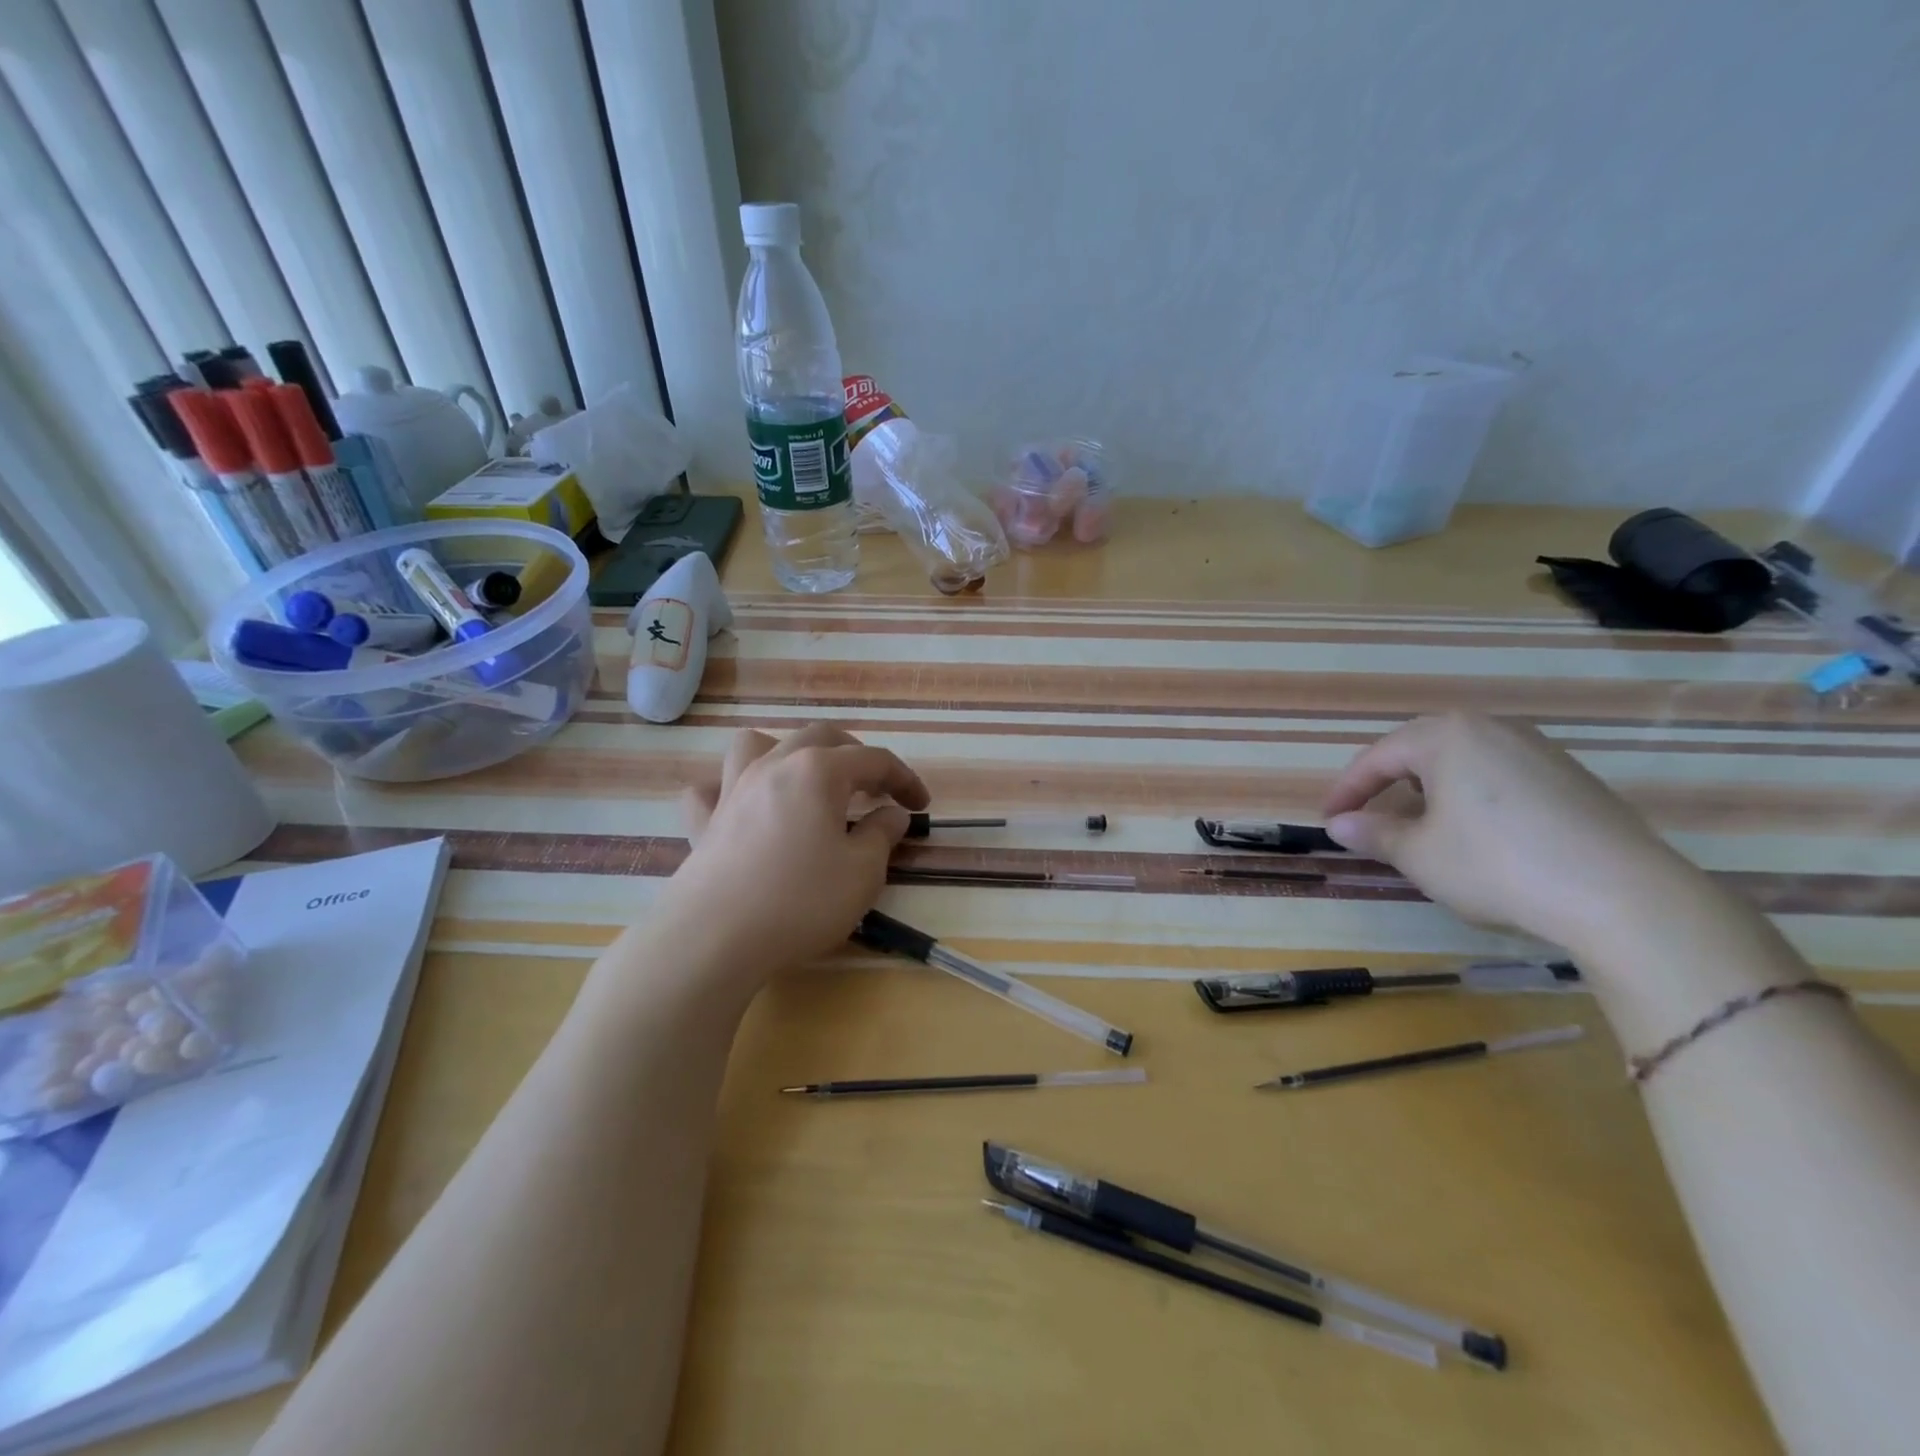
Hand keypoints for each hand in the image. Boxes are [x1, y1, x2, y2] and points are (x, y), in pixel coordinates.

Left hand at [664, 724, 929, 976]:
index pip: (874, 759)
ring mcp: (732, 790)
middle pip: (820, 738)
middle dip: (855, 755)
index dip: (904, 778)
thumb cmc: (801, 900)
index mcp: (818, 771)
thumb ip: (882, 834)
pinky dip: (728, 790)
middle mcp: (774, 766)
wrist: (715, 937)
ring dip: (786, 752)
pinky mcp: (703, 822)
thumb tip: (891, 814)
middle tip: (875, 788)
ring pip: (756, 744)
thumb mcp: (862, 872)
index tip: (921, 805)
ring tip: (803, 780)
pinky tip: (742, 808)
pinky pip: (711, 790)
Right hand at [1321, 712, 1702, 950]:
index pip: (1378, 757)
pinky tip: (1477, 836)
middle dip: (1388, 787)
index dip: (1347, 790)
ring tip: (1419, 829)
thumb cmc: (1496, 864)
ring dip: (1430, 793)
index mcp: (1448, 736)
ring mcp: (1539, 750)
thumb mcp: (1419, 855)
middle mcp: (1493, 729)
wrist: (1623, 896)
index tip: (1327, 820)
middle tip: (1368, 819)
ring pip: (1463, 764)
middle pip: (1421, 752)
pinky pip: (1501, 778)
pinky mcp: (1572, 778)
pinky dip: (1472, 800)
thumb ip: (1373, 834)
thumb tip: (1339, 825)